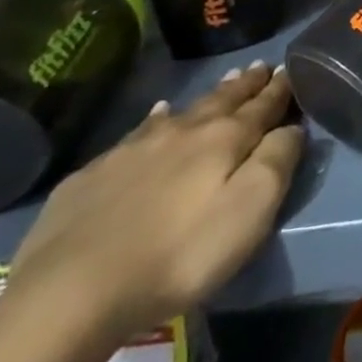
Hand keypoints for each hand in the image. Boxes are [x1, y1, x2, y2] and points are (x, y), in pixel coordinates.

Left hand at [9, 62, 302, 342]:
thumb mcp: (250, 210)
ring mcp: (132, 151)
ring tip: (224, 83)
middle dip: (246, 85)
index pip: (263, 105)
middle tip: (260, 67)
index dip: (279, 89)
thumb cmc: (180, 254)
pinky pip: (136, 134)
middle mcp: (182, 133)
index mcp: (225, 139)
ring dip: (208, 97)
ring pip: (181, 112)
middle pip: (223, 101)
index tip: (290, 70)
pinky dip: (155, 120)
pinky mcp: (92, 177)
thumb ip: (278, 161)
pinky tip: (156, 116)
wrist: (69, 294)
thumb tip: (292, 127)